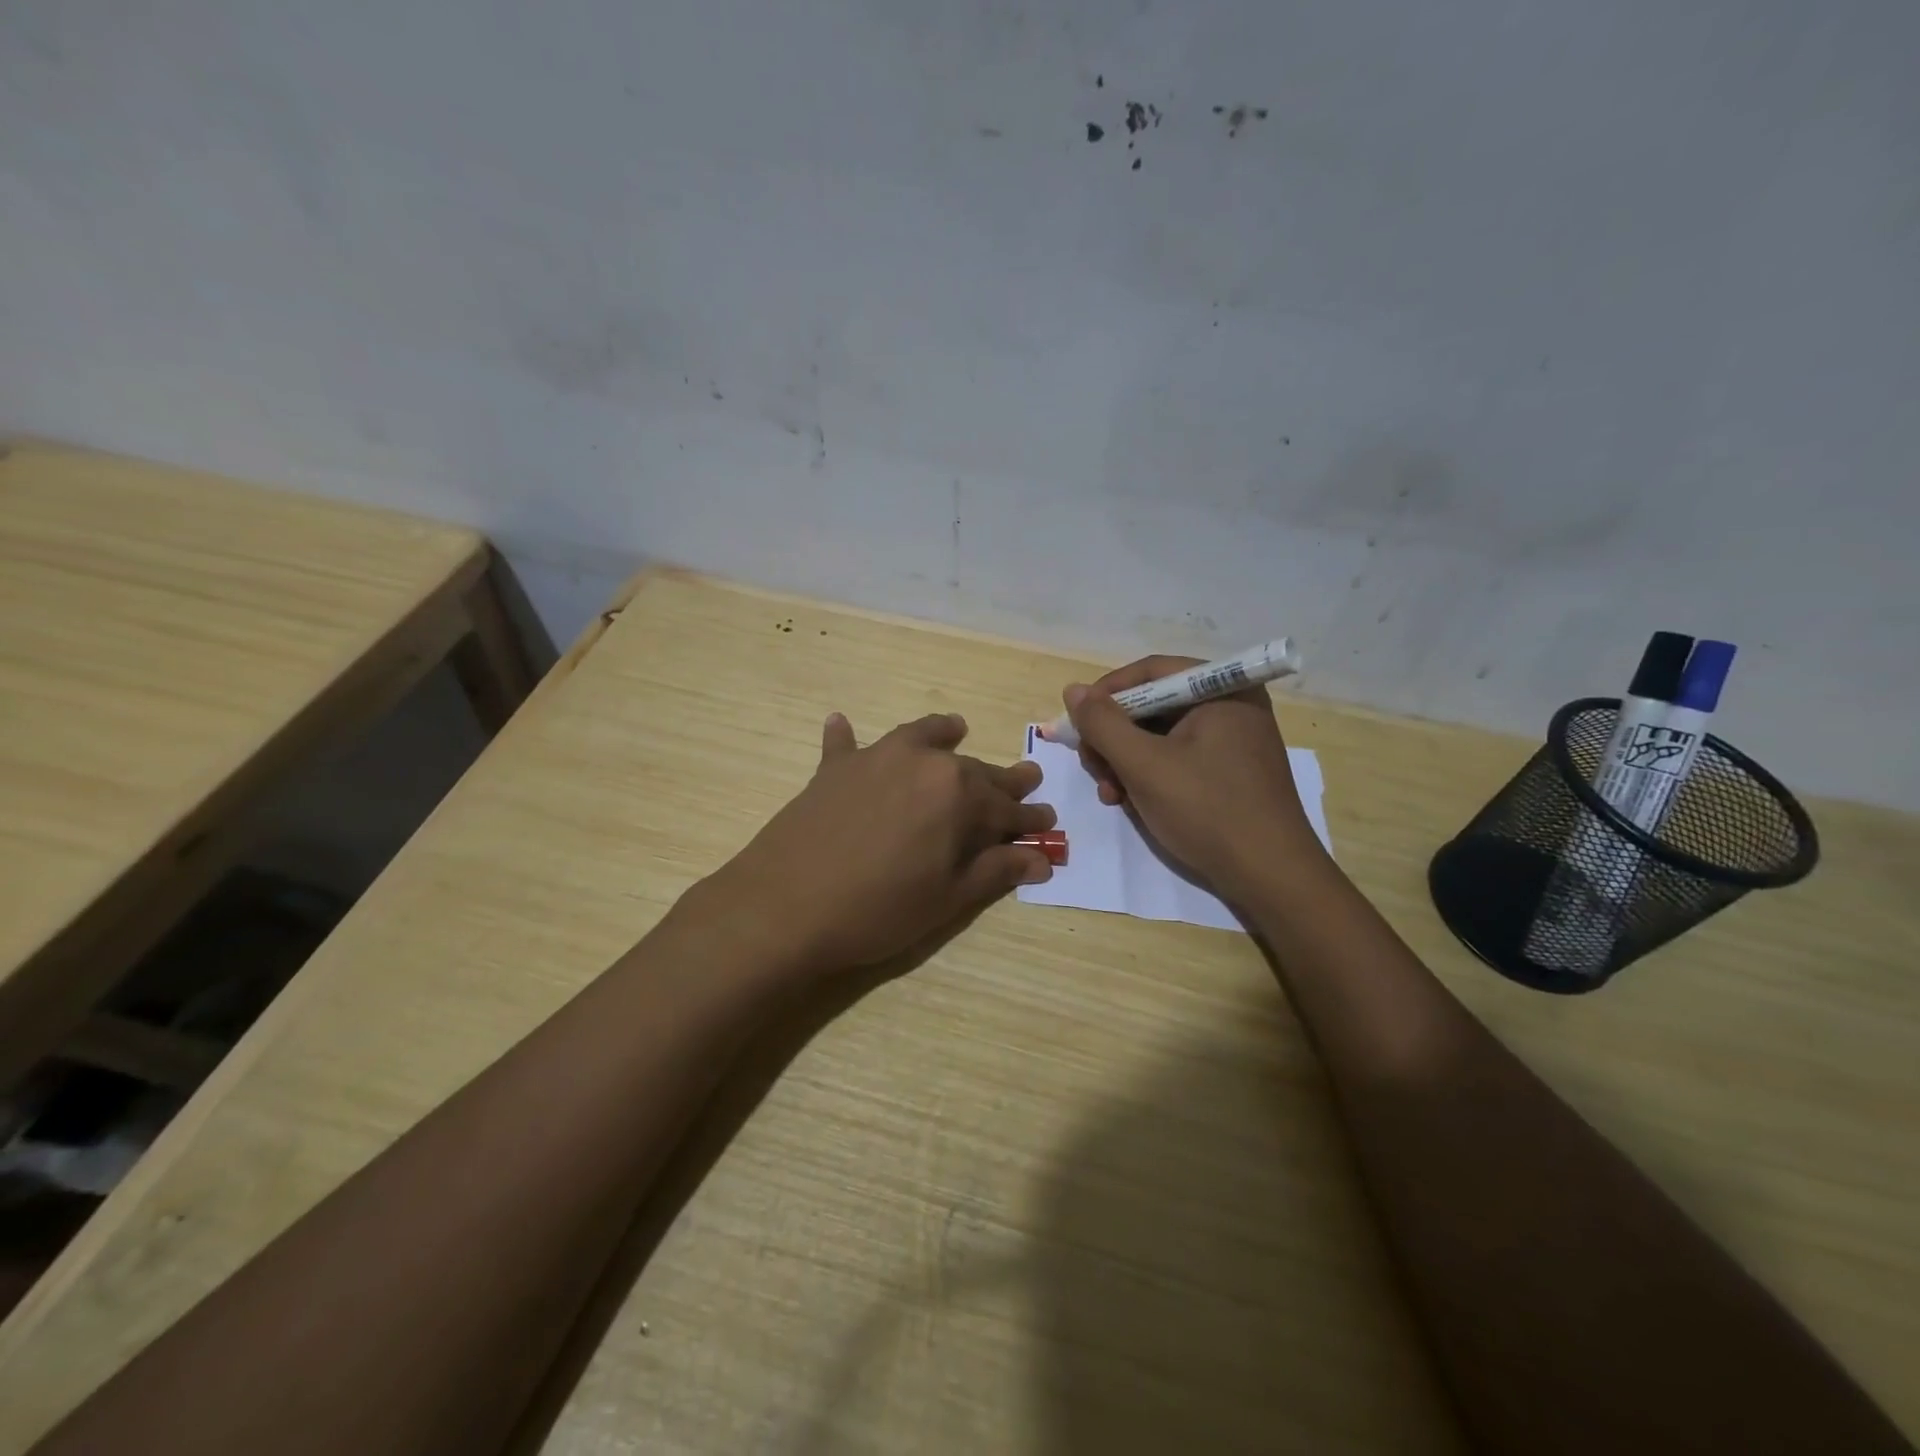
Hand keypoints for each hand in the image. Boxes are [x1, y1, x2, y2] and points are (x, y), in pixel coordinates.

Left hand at [709, 711, 1055, 974]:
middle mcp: (922, 762)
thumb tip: (1042, 858)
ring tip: (956, 728)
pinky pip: (845, 743)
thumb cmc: (878, 909)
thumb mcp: (947, 898)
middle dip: (1002, 780)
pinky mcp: (834, 769)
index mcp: (958, 794)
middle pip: (972, 770)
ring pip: (919, 736)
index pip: (1006, 807)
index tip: (1048, 823)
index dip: (1028, 819)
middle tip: (1026, 779)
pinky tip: (841, 722)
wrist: (784, 907)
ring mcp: (875, 758)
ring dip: (942, 734)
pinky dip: (847, 736)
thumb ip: (996, 870)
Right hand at [1063, 656, 1322, 900]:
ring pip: (1160, 735)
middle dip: (1115, 737)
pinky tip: (1132, 802)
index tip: (1077, 724)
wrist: (1270, 877)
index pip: (1150, 672)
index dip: (1106, 694)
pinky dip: (1150, 774)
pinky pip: (1178, 757)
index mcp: (1222, 690)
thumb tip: (1073, 690)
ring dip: (1126, 761)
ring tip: (1111, 795)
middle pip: (1152, 705)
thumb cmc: (1207, 810)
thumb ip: (1103, 724)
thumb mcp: (1144, 765)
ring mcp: (1233, 740)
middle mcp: (1231, 705)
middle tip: (1094, 768)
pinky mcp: (1230, 771)